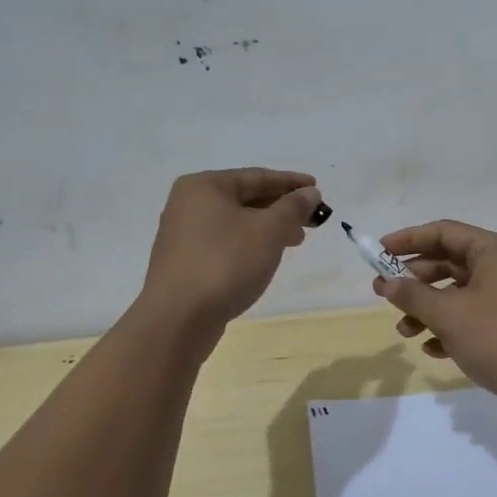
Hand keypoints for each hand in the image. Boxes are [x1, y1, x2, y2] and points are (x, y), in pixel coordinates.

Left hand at [142, 168, 321, 328]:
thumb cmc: (226, 263)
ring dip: (268, 227)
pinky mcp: (184, 261)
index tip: (317, 188)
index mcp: (205, 186)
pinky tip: (265, 257)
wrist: (178, 319)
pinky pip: (225, 242)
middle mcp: (188, 204)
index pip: (257, 176)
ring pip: (236, 222)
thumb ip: (293, 207)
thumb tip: (310, 193)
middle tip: (311, 218)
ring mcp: (183, 234)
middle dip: (281, 207)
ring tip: (295, 240)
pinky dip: (249, 243)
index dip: (291, 182)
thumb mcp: (270, 230)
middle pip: (245, 198)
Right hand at [373, 220, 496, 409]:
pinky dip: (449, 326)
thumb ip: (413, 295)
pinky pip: (471, 314)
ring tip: (404, 331)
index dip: (408, 239)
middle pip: (449, 261)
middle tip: (383, 294)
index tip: (378, 252)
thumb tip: (387, 283)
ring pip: (457, 291)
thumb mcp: (449, 315)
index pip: (443, 232)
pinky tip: (432, 349)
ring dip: (428, 308)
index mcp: (494, 250)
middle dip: (415, 280)